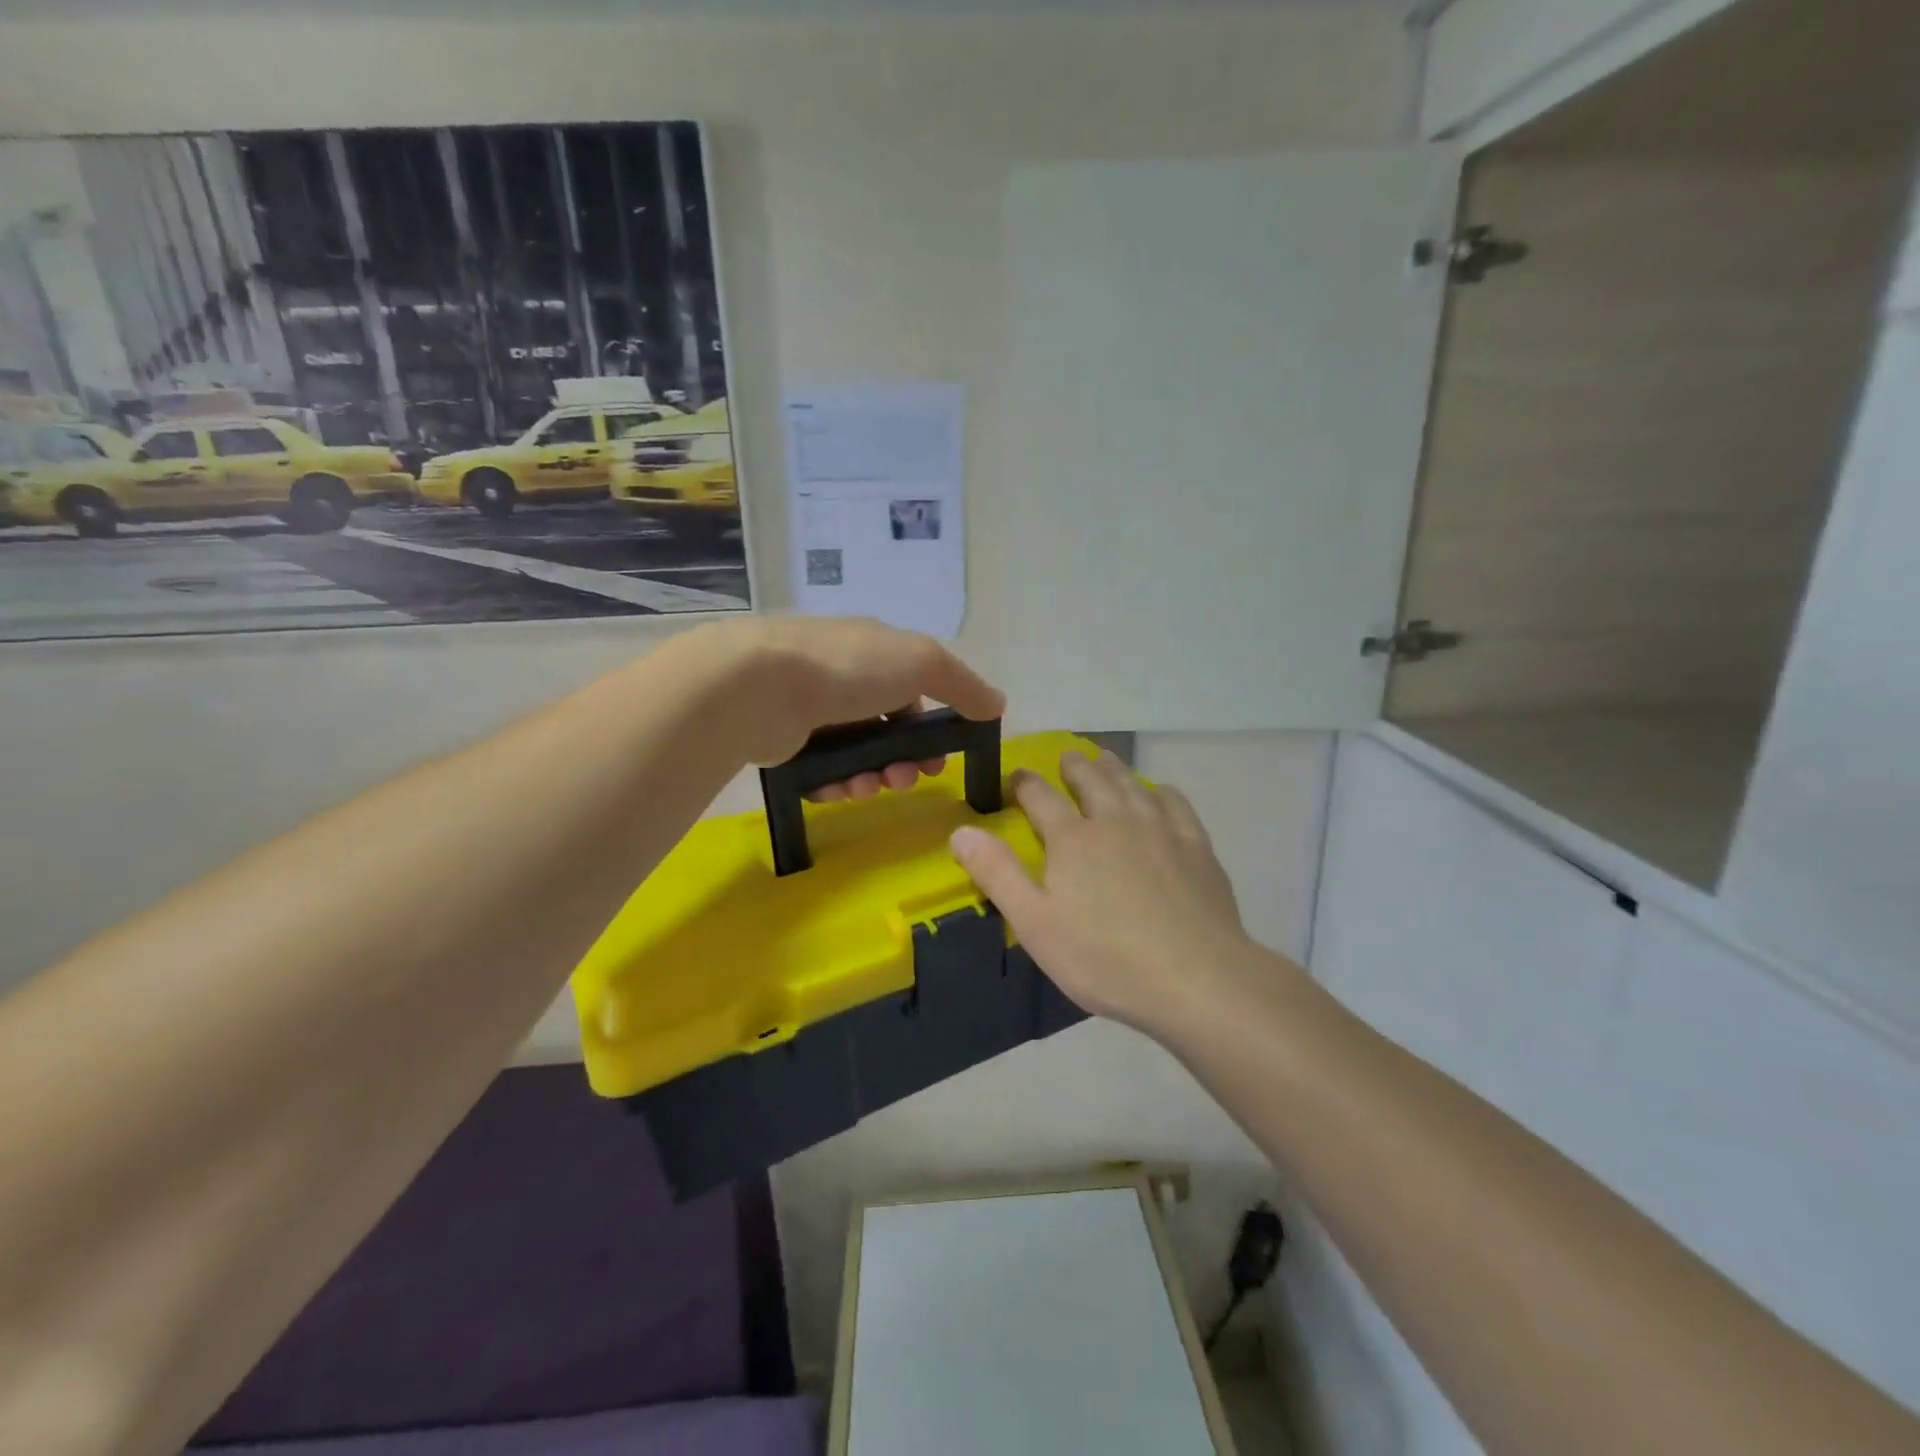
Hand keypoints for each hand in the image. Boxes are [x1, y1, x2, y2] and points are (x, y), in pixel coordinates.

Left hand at [694, 617, 1004, 795]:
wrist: (759, 686)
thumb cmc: (849, 667)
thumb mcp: (921, 662)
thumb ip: (962, 684)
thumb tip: (997, 703)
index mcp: (874, 651)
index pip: (912, 692)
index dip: (931, 729)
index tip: (940, 760)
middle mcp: (841, 676)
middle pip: (885, 729)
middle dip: (902, 760)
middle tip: (903, 782)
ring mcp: (809, 709)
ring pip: (855, 754)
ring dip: (871, 777)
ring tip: (868, 789)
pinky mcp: (782, 740)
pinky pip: (820, 771)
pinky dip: (835, 784)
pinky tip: (838, 791)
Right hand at [949, 752, 1256, 1035]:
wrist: (1195, 978)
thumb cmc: (1105, 957)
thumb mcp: (1035, 923)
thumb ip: (997, 874)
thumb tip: (961, 831)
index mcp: (1072, 838)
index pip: (1040, 795)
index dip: (1024, 783)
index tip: (1017, 777)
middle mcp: (1115, 820)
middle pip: (1091, 779)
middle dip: (1073, 766)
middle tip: (1066, 759)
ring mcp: (1160, 829)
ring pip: (1132, 784)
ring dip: (1114, 768)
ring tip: (1104, 760)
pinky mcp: (1196, 846)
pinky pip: (1175, 803)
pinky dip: (1160, 792)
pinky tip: (1159, 795)